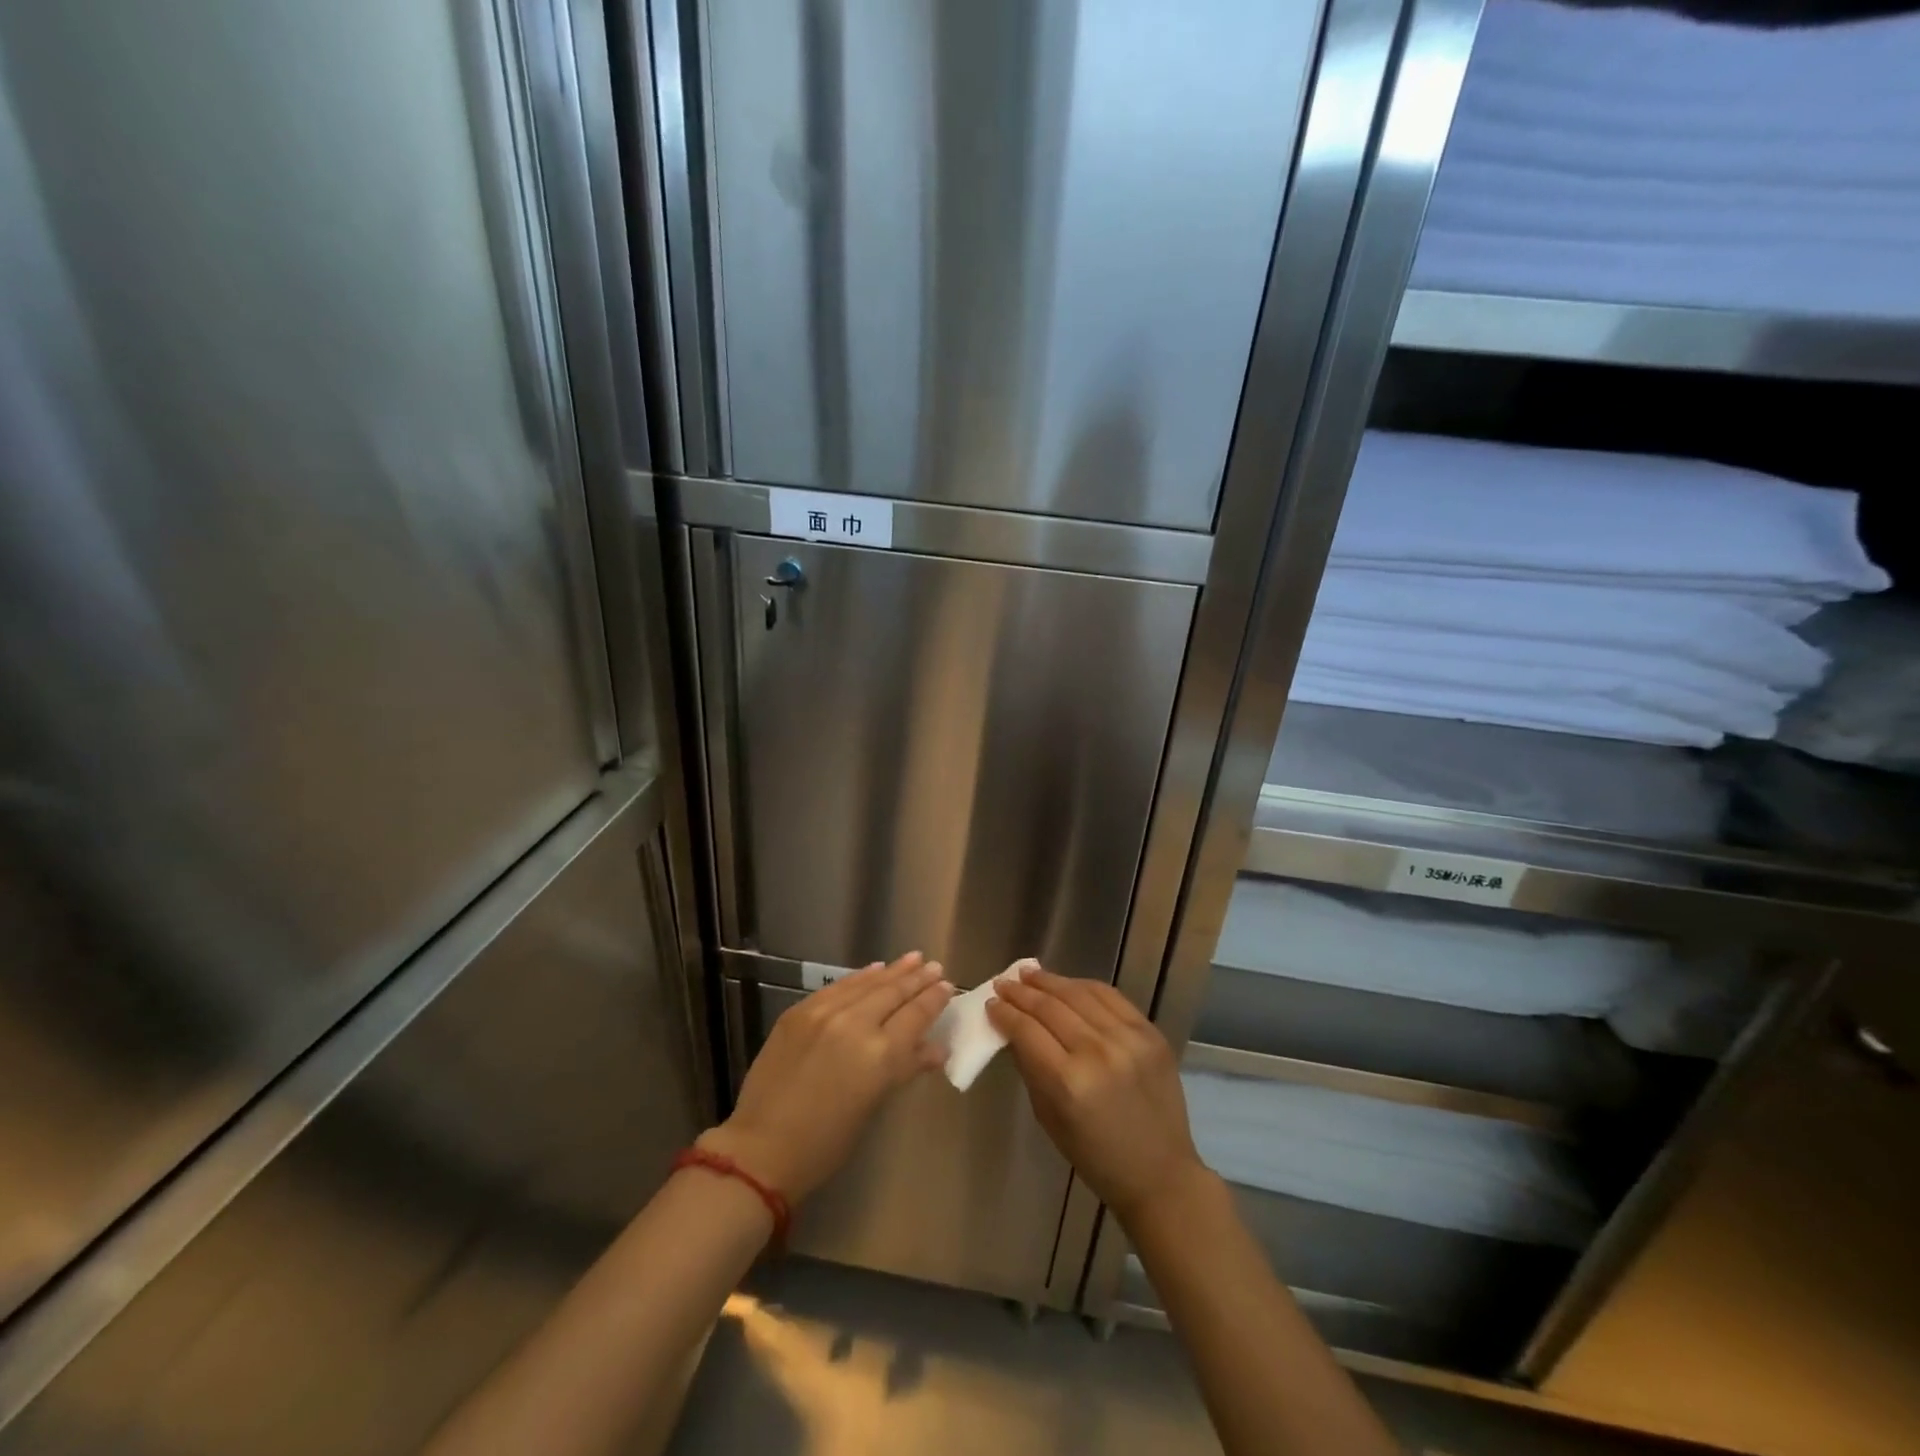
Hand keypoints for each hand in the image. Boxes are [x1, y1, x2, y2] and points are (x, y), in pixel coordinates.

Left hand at [700, 952, 951, 1201]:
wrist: (762, 1148)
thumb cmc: (826, 1143)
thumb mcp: (873, 1105)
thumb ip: (905, 1068)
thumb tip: (937, 1048)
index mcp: (880, 1055)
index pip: (916, 1015)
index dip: (934, 999)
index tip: (948, 985)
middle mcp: (855, 1025)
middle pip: (894, 993)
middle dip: (917, 979)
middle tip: (934, 966)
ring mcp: (824, 1013)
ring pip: (867, 983)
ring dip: (892, 971)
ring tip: (912, 958)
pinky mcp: (799, 1011)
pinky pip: (838, 986)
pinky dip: (859, 977)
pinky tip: (873, 969)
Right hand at [987, 966, 1206, 1222]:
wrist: (1160, 1173)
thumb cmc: (1095, 1156)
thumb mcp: (1049, 1118)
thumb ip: (1031, 1068)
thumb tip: (1013, 1029)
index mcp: (1068, 1083)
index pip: (1026, 1031)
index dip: (1005, 1013)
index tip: (990, 1002)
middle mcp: (1097, 1053)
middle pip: (1050, 1007)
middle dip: (1022, 992)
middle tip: (1004, 983)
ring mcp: (1128, 1039)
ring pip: (1079, 994)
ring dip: (1050, 981)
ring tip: (1030, 974)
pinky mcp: (1150, 1032)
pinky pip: (1111, 997)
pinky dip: (1084, 986)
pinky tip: (1068, 983)